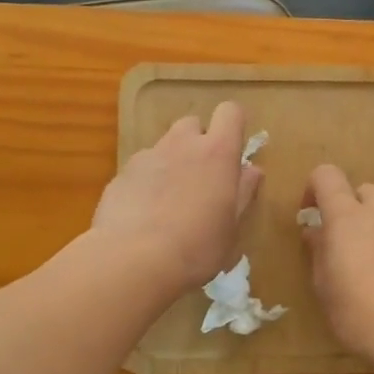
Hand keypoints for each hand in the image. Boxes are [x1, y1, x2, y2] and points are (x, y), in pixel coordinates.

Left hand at [92, 102, 262, 297]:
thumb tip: (252, 170)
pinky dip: (147, 182)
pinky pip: (141, 169)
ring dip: (172, 162)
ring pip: (164, 146)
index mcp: (217, 153)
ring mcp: (147, 157)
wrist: (132, 261)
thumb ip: (243, 193)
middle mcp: (181, 144)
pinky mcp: (120, 174)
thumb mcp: (231, 227)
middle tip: (202, 179)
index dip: (234, 126)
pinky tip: (145, 215)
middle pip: (193, 124)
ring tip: (171, 201)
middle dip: (199, 143)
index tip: (234, 152)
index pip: (230, 112)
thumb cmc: (197, 247)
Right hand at [301, 164, 373, 363]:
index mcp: (348, 216)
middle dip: (350, 208)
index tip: (309, 216)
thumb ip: (319, 252)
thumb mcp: (324, 286)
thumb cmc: (359, 311)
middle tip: (341, 242)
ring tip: (368, 267)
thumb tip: (315, 232)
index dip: (314, 189)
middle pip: (364, 191)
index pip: (327, 175)